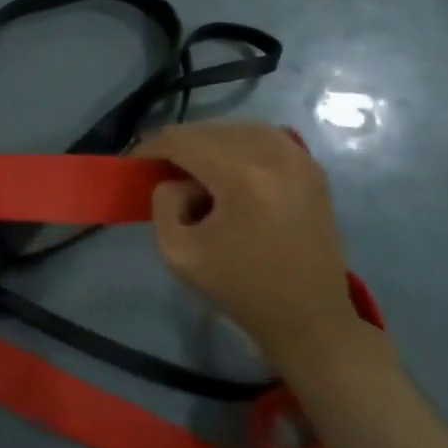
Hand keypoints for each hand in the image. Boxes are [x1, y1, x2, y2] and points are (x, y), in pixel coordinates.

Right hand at [137, 122, 359, 369]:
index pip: (183, 141)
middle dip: (179, 144)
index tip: (135, 162)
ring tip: (193, 167)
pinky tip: (228, 168)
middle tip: (160, 168)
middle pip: (210, 131)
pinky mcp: (312, 170)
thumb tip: (174, 181)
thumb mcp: (178, 252)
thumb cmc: (240, 288)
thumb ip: (163, 204)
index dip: (152, 146)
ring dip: (209, 142)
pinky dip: (240, 144)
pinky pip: (267, 138)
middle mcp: (274, 157)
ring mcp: (299, 160)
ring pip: (238, 129)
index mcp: (242, 178)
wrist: (309, 318)